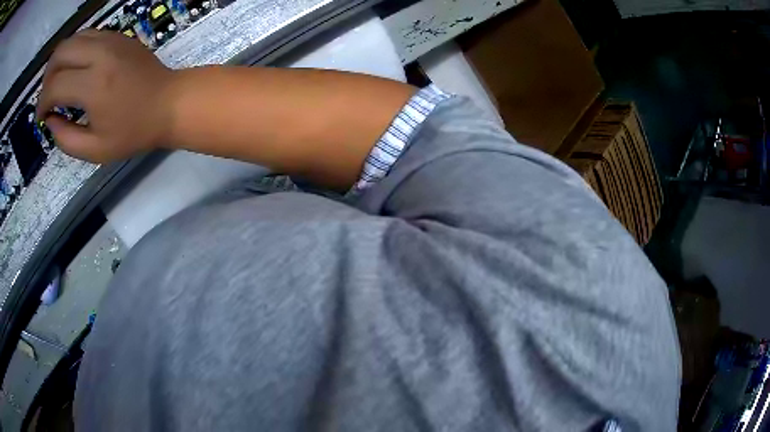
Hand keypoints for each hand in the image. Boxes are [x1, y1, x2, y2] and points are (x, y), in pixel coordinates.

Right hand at [37, 29, 174, 162]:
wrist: (169, 102)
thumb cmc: (133, 131)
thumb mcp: (95, 150)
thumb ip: (65, 139)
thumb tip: (50, 120)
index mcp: (93, 85)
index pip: (54, 86)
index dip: (41, 103)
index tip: (41, 117)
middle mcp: (100, 54)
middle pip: (60, 52)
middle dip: (46, 77)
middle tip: (47, 97)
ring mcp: (111, 39)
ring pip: (73, 38)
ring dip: (59, 60)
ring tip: (57, 82)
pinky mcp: (118, 35)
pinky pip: (88, 34)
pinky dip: (74, 50)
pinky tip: (74, 68)